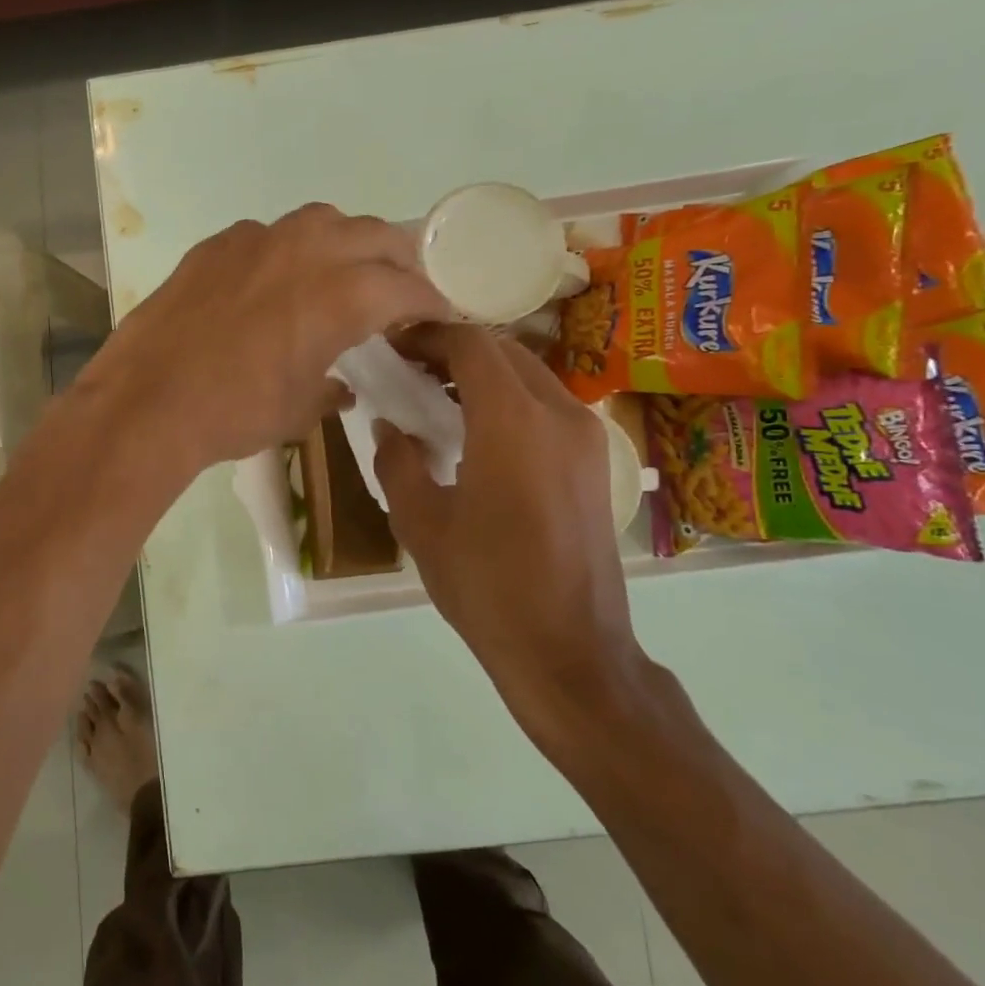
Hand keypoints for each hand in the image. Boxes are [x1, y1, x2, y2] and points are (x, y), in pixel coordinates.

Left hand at [73, 204, 448, 473]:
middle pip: (375, 236)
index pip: (407, 287)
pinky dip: (286, 250)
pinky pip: (267, 233)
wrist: (149, 401)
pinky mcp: (217, 244)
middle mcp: (309, 251)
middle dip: (398, 259)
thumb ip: (330, 390)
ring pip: (322, 221)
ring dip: (344, 241)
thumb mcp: (298, 411)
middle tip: (399, 285)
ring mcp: (259, 240)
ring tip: (341, 269)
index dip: (430, 299)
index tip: (439, 311)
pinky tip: (272, 279)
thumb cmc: (235, 413)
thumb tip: (342, 388)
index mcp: (344, 295)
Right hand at [373, 324, 648, 747]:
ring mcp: (586, 437)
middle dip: (453, 350)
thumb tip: (389, 426)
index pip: (471, 345)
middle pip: (504, 351)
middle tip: (408, 369)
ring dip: (483, 373)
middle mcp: (559, 414)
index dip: (428, 335)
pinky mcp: (595, 461)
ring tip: (436, 397)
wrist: (569, 650)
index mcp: (513, 421)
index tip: (392, 345)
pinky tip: (477, 432)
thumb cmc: (486, 585)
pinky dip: (508, 398)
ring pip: (529, 374)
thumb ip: (397, 462)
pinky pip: (547, 405)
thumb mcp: (421, 524)